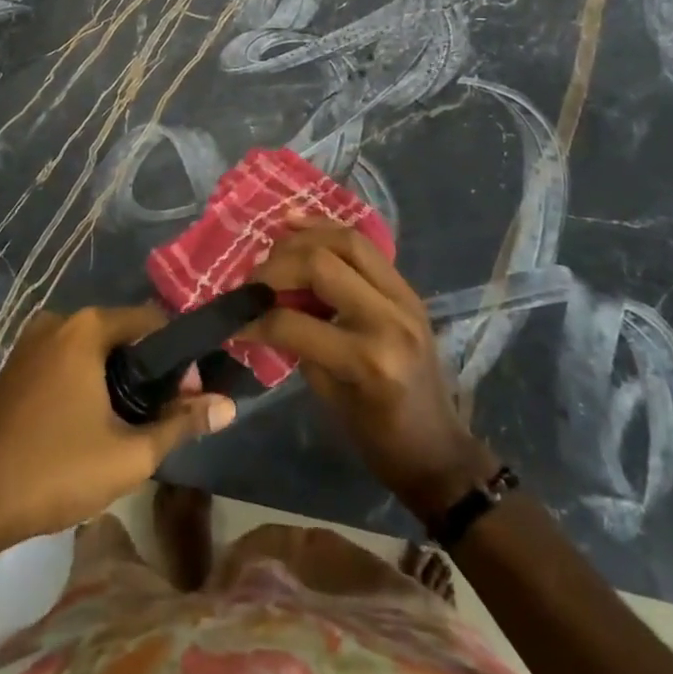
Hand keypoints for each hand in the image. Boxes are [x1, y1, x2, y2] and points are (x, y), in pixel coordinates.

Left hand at [0, 306, 235, 559]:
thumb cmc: (52, 471)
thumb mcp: (127, 456)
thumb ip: (180, 425)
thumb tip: (227, 405)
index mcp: (86, 328)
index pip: (151, 320)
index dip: (178, 356)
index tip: (187, 397)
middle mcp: (57, 322)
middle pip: (121, 334)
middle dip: (146, 371)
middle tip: (158, 420)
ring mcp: (29, 344)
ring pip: (90, 352)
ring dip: (114, 381)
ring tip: (124, 430)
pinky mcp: (12, 369)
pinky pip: (63, 364)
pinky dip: (83, 385)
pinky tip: (83, 429)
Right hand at [251, 217, 498, 522]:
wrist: (439, 449)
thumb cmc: (379, 438)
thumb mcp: (330, 398)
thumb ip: (298, 345)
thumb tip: (261, 311)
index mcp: (368, 360)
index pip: (295, 321)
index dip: (256, 318)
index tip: (234, 320)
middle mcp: (389, 318)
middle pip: (321, 263)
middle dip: (276, 266)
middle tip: (252, 281)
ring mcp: (404, 298)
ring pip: (347, 241)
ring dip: (304, 238)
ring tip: (273, 246)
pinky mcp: (408, 289)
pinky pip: (365, 247)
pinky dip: (329, 231)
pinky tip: (299, 224)